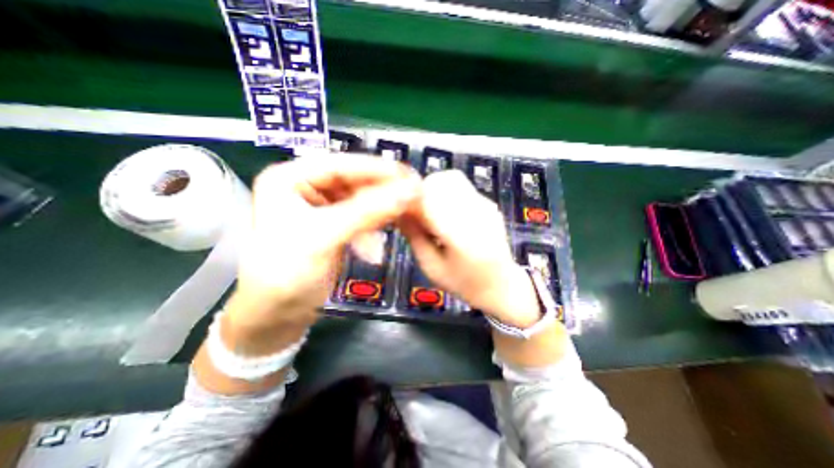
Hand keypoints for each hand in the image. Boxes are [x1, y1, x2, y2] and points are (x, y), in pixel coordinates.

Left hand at [227, 155, 421, 333]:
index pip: (341, 165)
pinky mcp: (334, 225)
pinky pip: (361, 218)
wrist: (276, 315)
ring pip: (361, 200)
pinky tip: (376, 247)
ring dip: (380, 212)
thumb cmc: (287, 274)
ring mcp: (321, 207)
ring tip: (403, 218)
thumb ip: (368, 212)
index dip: (377, 169)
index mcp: (290, 178)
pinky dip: (373, 229)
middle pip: (353, 181)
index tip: (410, 176)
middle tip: (414, 197)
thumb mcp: (325, 238)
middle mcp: (306, 187)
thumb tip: (410, 191)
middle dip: (383, 191)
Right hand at [397, 171, 540, 326]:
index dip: (411, 200)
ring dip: (435, 191)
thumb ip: (414, 237)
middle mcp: (476, 213)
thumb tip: (398, 211)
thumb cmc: (464, 283)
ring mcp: (486, 205)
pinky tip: (448, 217)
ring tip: (432, 215)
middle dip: (422, 192)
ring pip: (451, 178)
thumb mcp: (432, 267)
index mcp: (462, 235)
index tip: (403, 212)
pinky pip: (461, 186)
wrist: (502, 286)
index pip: (430, 197)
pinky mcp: (489, 203)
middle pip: (441, 180)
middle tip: (417, 214)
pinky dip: (447, 194)